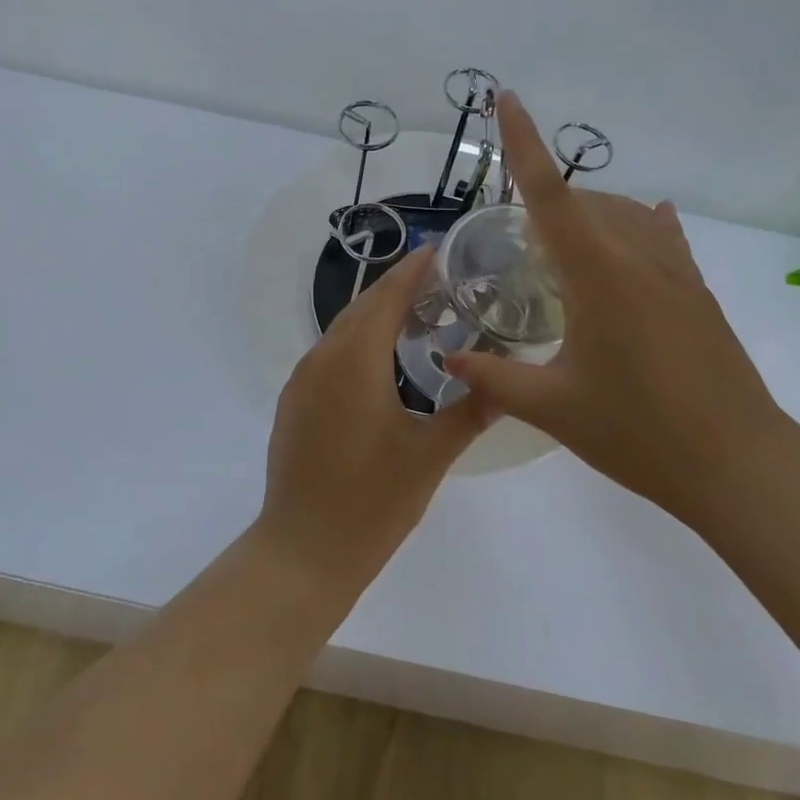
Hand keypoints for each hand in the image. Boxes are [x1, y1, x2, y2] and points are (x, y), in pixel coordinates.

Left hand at [256, 246, 489, 590]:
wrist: (303, 549)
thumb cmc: (372, 501)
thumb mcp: (430, 456)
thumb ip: (469, 412)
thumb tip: (505, 384)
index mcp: (355, 360)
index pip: (386, 297)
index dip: (412, 271)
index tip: (437, 250)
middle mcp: (322, 358)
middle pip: (361, 307)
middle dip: (395, 287)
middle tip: (436, 280)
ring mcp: (301, 380)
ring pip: (341, 329)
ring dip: (374, 314)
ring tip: (414, 313)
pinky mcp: (293, 402)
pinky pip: (327, 354)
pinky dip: (355, 341)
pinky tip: (378, 360)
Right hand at [444, 93, 799, 527]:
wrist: (739, 464)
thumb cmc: (637, 433)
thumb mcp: (552, 408)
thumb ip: (493, 378)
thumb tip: (448, 358)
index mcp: (596, 274)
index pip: (548, 194)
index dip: (522, 143)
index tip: (506, 98)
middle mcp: (636, 257)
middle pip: (582, 200)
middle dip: (544, 199)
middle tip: (514, 239)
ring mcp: (674, 272)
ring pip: (623, 214)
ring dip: (586, 213)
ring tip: (559, 247)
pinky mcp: (697, 292)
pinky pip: (661, 237)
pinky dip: (639, 223)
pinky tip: (641, 221)